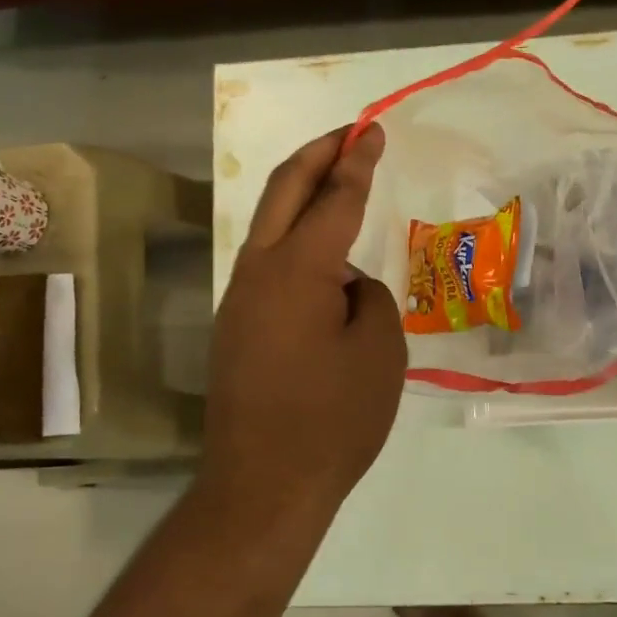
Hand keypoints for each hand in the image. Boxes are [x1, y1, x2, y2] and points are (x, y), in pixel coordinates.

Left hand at [201, 124, 405, 518]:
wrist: (264, 486)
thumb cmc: (333, 420)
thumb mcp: (380, 353)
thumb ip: (371, 299)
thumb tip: (347, 286)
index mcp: (297, 270)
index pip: (333, 198)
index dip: (357, 161)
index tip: (372, 129)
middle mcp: (258, 273)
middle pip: (284, 192)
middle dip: (317, 154)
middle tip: (348, 132)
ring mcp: (239, 301)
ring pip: (270, 227)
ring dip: (301, 196)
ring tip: (338, 185)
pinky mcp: (235, 329)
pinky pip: (268, 265)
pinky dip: (296, 241)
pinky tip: (323, 260)